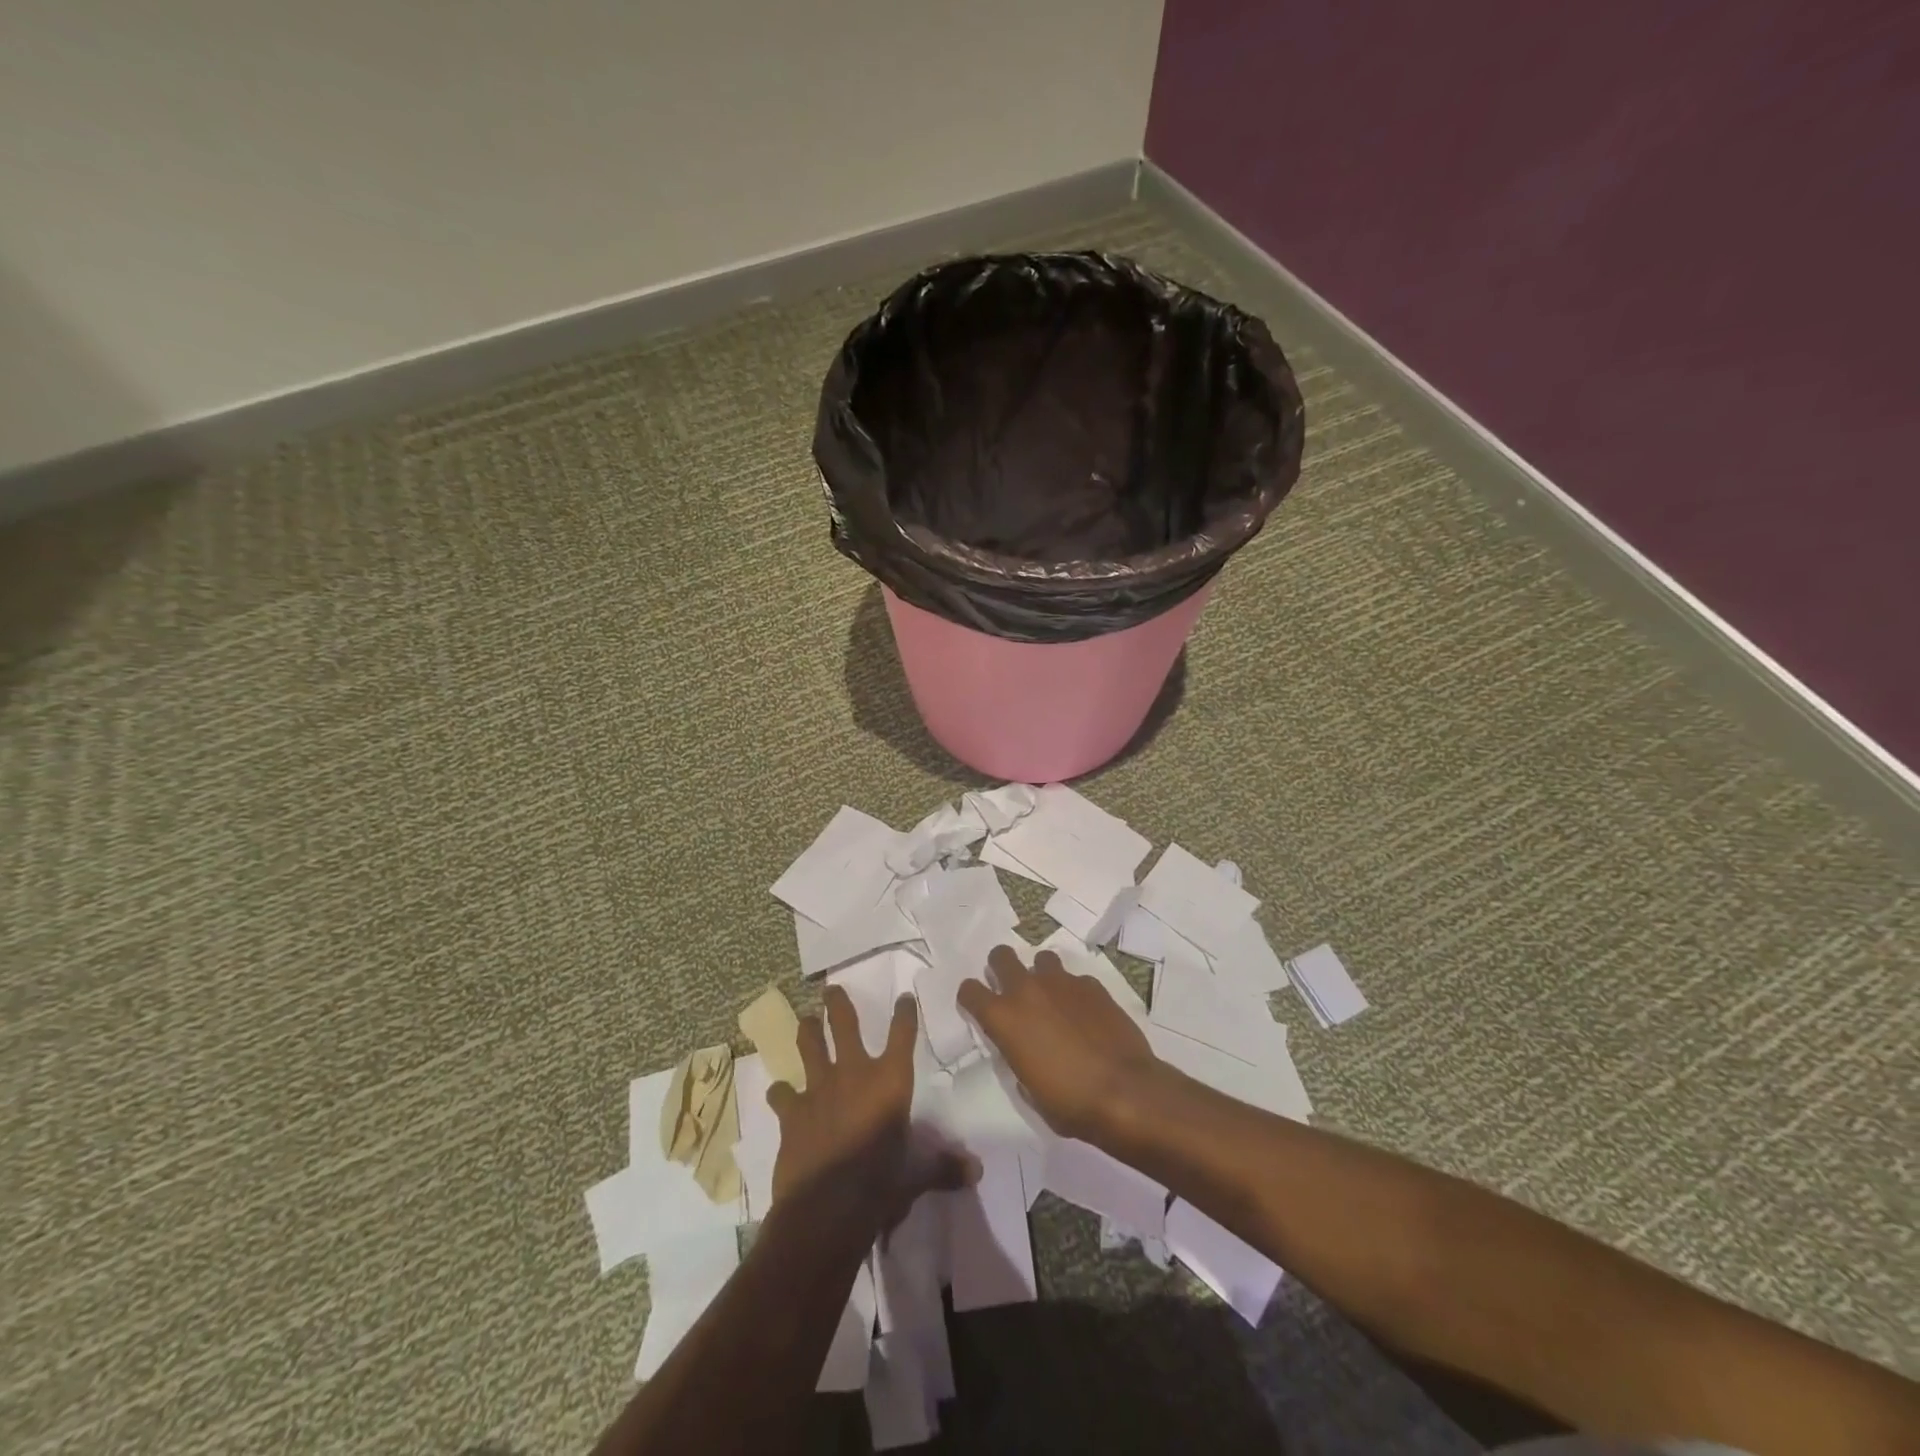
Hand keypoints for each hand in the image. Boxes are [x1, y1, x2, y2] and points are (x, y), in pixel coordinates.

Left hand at [767, 986, 975, 1236]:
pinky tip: (779, 1093)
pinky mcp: (792, 1113)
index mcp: (890, 1081)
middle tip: (831, 989)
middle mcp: (854, 1073)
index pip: (902, 1036)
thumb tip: (976, 1171)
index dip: (904, 1014)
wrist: (827, 1209)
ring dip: (808, 1031)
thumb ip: (943, 1168)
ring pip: (809, 1045)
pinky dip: (781, 1093)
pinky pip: (782, 1093)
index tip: (904, 998)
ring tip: (807, 1020)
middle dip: (838, 1003)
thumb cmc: (880, 1186)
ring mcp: (819, 1089)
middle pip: (844, 1024)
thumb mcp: (916, 1177)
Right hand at [958, 946, 1160, 1141]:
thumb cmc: (1069, 1103)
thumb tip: (1021, 1047)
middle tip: (1012, 990)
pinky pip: (1074, 978)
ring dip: (1040, 974)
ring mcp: (1061, 982)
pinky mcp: (1091, 984)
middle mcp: (1027, 990)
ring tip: (1052, 998)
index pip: (969, 990)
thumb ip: (1016, 1057)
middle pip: (1000, 956)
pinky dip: (1073, 991)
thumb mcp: (1028, 1089)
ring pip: (1041, 958)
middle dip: (1001, 968)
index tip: (979, 1008)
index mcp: (1003, 1018)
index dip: (971, 997)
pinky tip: (1084, 1013)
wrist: (1124, 1092)